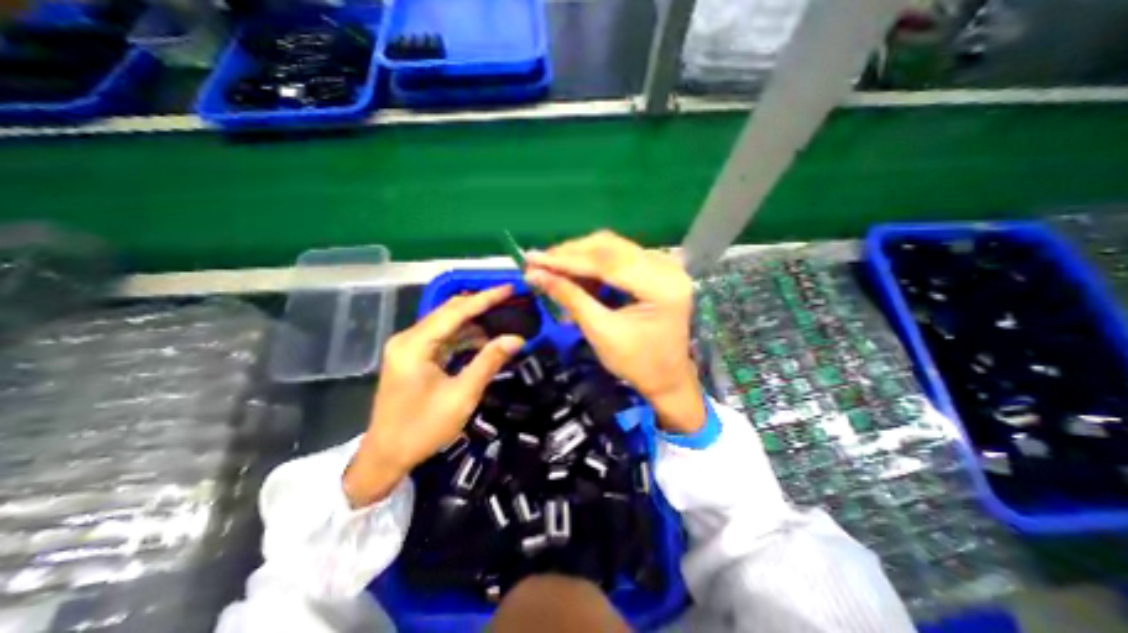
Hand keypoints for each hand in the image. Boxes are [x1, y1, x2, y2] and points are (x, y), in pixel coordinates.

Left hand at [344, 287, 524, 509]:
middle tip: (510, 300)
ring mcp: (410, 346)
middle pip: (450, 311)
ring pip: (447, 323)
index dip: (485, 298)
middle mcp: (409, 338)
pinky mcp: (414, 356)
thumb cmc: (422, 428)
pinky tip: (484, 338)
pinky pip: (444, 338)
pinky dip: (465, 336)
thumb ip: (489, 362)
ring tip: (503, 317)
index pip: (456, 311)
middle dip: (480, 304)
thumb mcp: (462, 395)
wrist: (386, 456)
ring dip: (475, 321)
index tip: (509, 288)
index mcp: (415, 344)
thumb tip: (517, 338)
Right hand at [523, 232, 702, 433]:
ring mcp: (664, 266)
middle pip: (610, 247)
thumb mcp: (600, 331)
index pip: (607, 262)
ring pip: (612, 248)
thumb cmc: (636, 363)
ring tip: (552, 269)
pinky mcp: (656, 269)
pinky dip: (593, 265)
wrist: (666, 378)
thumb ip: (570, 297)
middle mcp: (667, 267)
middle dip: (570, 254)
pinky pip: (619, 257)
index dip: (566, 260)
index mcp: (661, 286)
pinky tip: (575, 276)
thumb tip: (535, 274)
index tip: (533, 258)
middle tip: (539, 263)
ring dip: (579, 257)